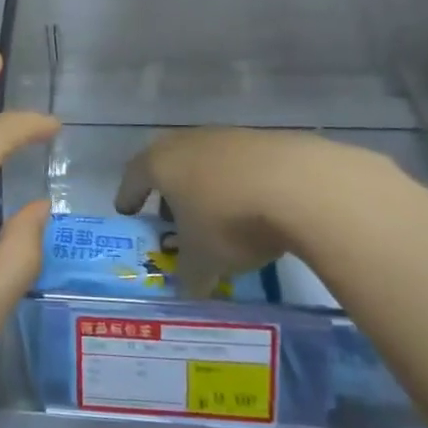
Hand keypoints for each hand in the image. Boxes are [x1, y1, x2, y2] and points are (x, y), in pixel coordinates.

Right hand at [115, 128, 395, 293]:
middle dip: (168, 192)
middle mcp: (187, 142)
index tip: (127, 212)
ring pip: (205, 162)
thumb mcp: (203, 261)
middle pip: (168, 164)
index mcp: (160, 164)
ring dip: (205, 186)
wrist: (301, 186)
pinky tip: (254, 207)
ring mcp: (227, 136)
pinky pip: (240, 164)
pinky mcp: (264, 139)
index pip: (133, 177)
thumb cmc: (230, 221)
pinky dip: (238, 184)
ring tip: (216, 215)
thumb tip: (189, 291)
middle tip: (172, 217)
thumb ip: (189, 276)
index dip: (128, 197)